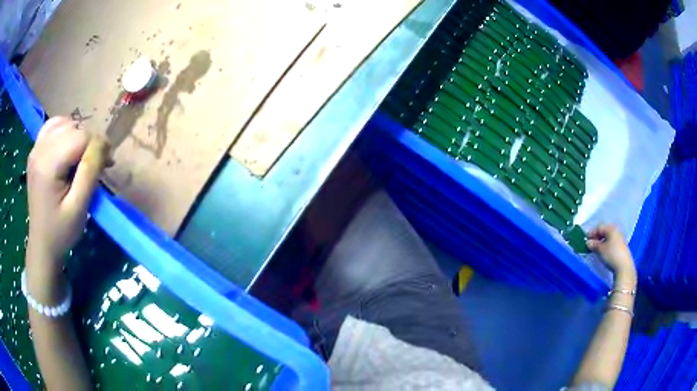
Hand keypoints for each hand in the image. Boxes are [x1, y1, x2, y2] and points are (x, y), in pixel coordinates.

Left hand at [26, 117, 108, 274]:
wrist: (42, 245)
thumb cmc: (61, 232)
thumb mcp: (79, 207)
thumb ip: (90, 171)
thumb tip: (103, 143)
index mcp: (48, 165)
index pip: (80, 136)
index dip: (97, 147)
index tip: (106, 166)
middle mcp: (40, 150)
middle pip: (73, 128)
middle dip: (88, 143)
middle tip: (96, 166)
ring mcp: (35, 148)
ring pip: (65, 123)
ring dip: (77, 136)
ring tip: (81, 158)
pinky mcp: (35, 151)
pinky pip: (53, 126)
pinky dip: (64, 130)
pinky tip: (67, 146)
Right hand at [586, 224, 636, 285]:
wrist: (624, 266)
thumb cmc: (611, 255)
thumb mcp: (600, 250)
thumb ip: (593, 244)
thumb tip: (588, 242)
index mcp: (611, 228)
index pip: (599, 227)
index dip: (591, 232)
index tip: (585, 239)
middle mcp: (616, 230)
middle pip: (604, 231)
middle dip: (596, 237)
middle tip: (590, 244)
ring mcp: (620, 238)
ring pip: (608, 237)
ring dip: (601, 242)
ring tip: (595, 249)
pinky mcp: (621, 246)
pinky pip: (612, 242)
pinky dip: (606, 245)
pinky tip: (603, 251)